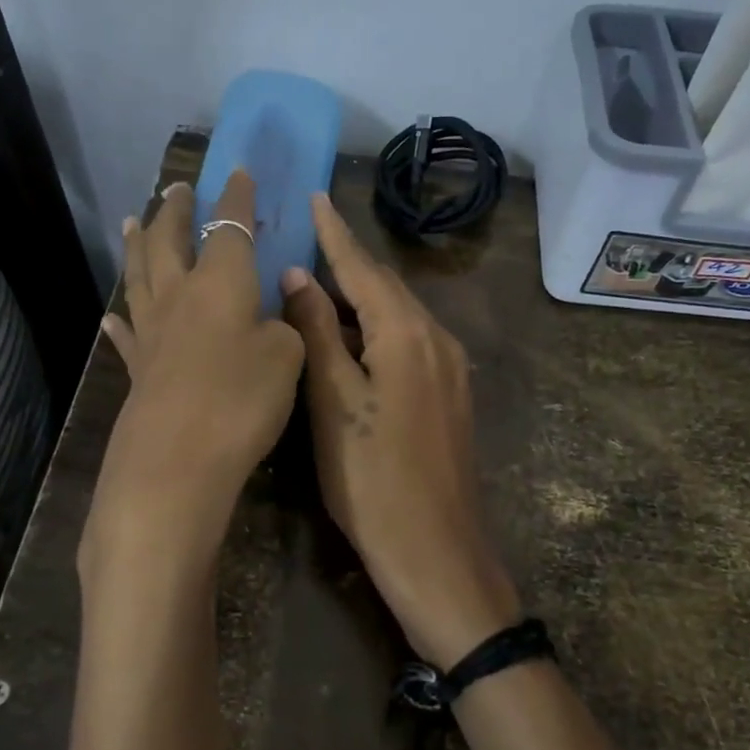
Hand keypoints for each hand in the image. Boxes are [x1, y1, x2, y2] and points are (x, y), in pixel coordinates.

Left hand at [85, 173, 304, 575]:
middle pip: (171, 239)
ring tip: (134, 220)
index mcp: (222, 282)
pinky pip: (127, 333)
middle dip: (176, 209)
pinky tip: (113, 314)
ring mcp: (153, 332)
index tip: (238, 171)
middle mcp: (181, 295)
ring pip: (140, 274)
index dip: (236, 198)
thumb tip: (272, 314)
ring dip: (138, 244)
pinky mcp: (139, 369)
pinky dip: (121, 318)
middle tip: (176, 187)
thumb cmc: (242, 398)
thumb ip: (285, 325)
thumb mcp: (288, 356)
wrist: (177, 460)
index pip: (230, 226)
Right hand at [281, 193, 519, 668]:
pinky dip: (376, 329)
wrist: (438, 554)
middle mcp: (438, 339)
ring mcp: (450, 370)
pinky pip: (409, 343)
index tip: (314, 195)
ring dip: (361, 297)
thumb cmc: (373, 480)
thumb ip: (319, 334)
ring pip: (399, 316)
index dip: (335, 232)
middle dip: (348, 261)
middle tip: (307, 235)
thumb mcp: (334, 403)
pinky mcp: (449, 396)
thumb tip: (299, 277)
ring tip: (317, 280)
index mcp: (409, 333)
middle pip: (387, 288)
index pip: (364, 268)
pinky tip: (351, 336)